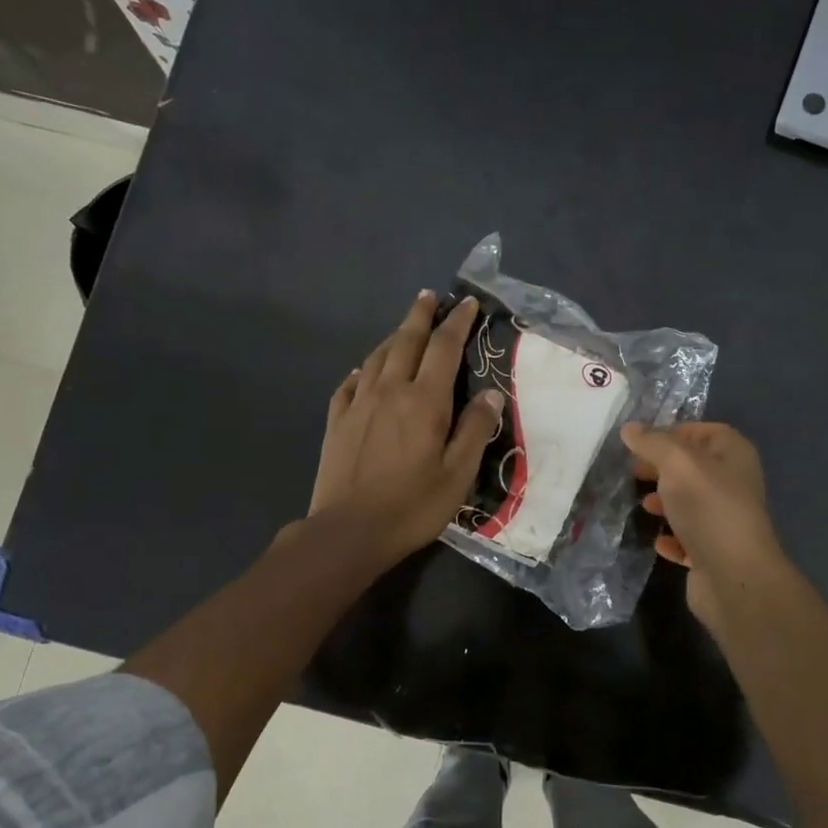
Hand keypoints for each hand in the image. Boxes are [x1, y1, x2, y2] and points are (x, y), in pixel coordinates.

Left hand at [309, 291, 503, 565]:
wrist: (349, 530)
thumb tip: (490, 395)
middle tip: (430, 297)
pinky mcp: (336, 421)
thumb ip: (474, 430)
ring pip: (377, 357)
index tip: (467, 303)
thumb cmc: (413, 506)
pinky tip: (365, 372)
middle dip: (420, 316)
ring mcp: (358, 404)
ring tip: (405, 328)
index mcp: (424, 401)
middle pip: (406, 341)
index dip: (457, 322)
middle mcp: (389, 391)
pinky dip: (363, 371)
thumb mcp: (458, 474)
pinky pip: (350, 384)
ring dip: (394, 337)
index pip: (443, 348)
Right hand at [622, 422, 784, 627]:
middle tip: (634, 472)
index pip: (704, 432)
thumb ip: (653, 442)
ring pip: (691, 503)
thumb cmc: (708, 508)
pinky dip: (672, 537)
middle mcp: (734, 484)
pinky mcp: (714, 552)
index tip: (641, 442)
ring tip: (644, 506)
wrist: (733, 576)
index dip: (674, 432)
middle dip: (663, 468)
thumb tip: (629, 429)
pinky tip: (658, 541)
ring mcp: (725, 520)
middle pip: (694, 468)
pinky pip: (689, 538)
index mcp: (734, 455)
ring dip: (666, 502)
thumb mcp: (677, 463)